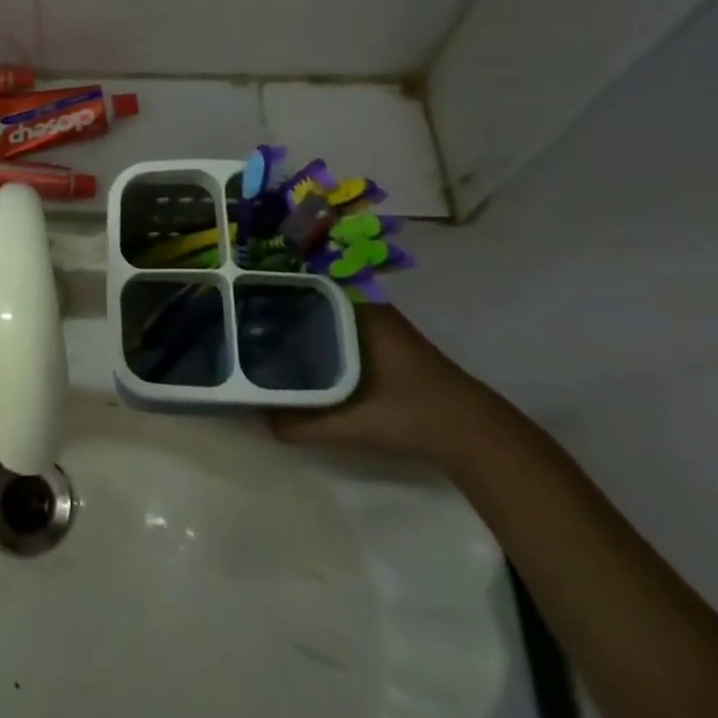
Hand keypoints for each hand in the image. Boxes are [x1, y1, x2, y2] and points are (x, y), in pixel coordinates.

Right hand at [271, 303, 507, 467]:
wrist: (470, 431)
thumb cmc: (407, 412)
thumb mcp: (350, 422)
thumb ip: (304, 423)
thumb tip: (261, 420)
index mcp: (358, 310)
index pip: (306, 286)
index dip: (275, 291)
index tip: (246, 300)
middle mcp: (368, 306)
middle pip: (316, 298)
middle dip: (285, 308)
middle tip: (249, 320)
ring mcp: (382, 323)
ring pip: (332, 314)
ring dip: (306, 322)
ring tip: (268, 335)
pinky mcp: (391, 343)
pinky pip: (345, 327)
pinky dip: (325, 336)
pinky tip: (307, 355)